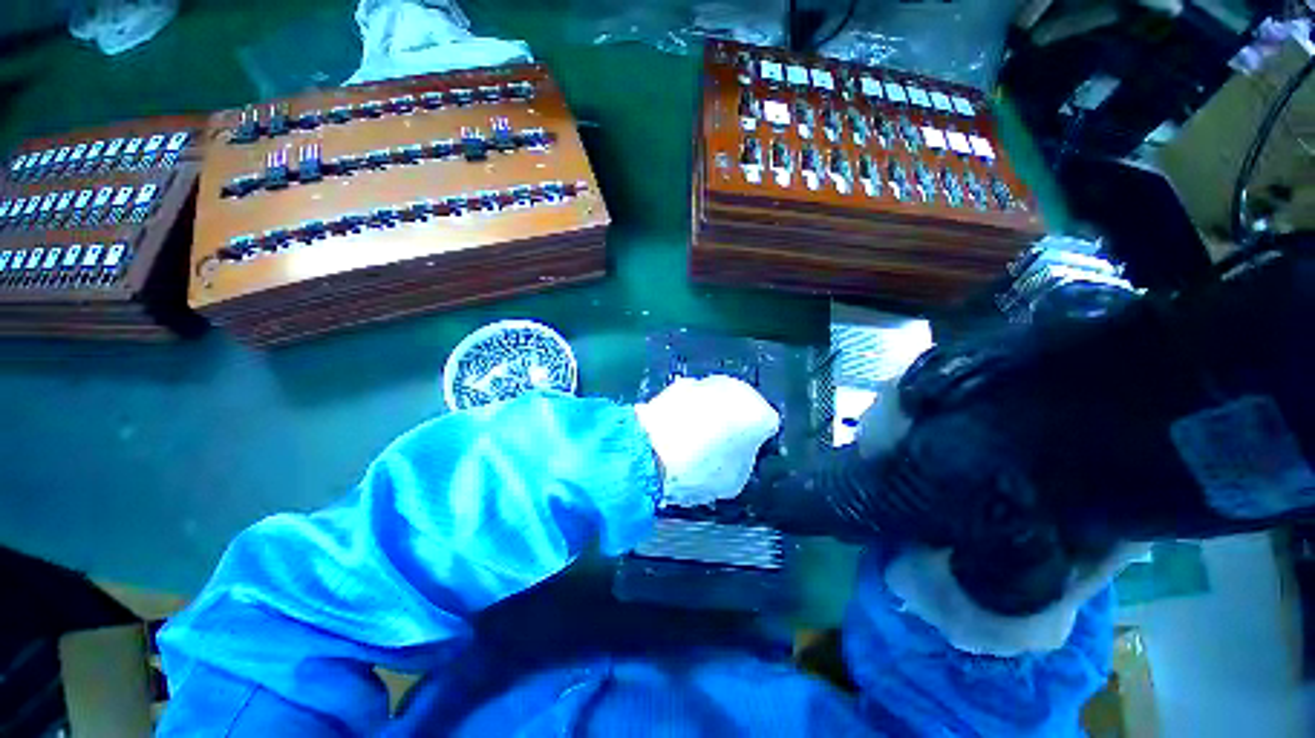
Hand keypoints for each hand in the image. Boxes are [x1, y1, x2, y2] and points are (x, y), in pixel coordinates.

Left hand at [634, 375, 780, 507]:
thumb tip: (737, 449)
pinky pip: (693, 400)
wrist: (650, 451)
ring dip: (712, 414)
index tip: (743, 452)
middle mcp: (737, 389)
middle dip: (734, 422)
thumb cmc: (700, 470)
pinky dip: (689, 410)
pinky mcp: (679, 384)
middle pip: (742, 406)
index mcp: (758, 413)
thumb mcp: (733, 481)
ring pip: (717, 400)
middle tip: (720, 446)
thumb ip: (743, 459)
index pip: (767, 424)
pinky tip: (678, 430)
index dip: (755, 441)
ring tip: (695, 440)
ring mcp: (706, 382)